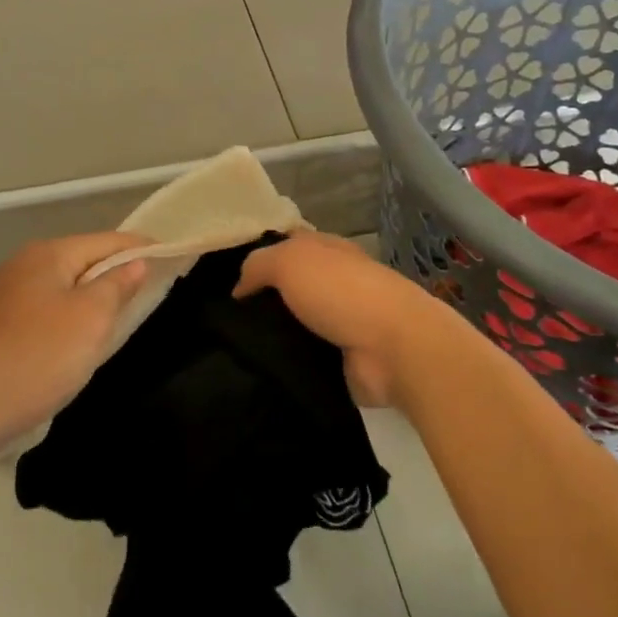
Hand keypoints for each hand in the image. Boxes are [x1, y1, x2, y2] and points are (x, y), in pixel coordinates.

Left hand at [0, 232, 149, 455]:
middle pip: (81, 261)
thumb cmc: (36, 356)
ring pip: (60, 289)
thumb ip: (117, 286)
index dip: (140, 247)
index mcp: (48, 254)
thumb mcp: (90, 319)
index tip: (171, 256)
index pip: (107, 241)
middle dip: (114, 274)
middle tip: (149, 291)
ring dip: (89, 299)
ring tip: (117, 318)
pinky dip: (64, 320)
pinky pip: (41, 312)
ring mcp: (1, 297)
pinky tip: (72, 343)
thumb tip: (134, 262)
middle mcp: (22, 266)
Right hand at [235, 232, 464, 408]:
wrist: (395, 348)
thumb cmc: (341, 291)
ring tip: (232, 350)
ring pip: (295, 324)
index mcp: (328, 251)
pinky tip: (258, 371)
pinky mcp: (344, 360)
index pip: (288, 245)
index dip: (260, 256)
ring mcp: (342, 323)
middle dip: (261, 301)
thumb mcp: (290, 261)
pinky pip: (305, 358)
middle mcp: (336, 282)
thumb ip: (258, 265)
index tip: (227, 278)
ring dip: (272, 336)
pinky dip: (287, 364)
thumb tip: (239, 289)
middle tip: (222, 320)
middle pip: (290, 287)